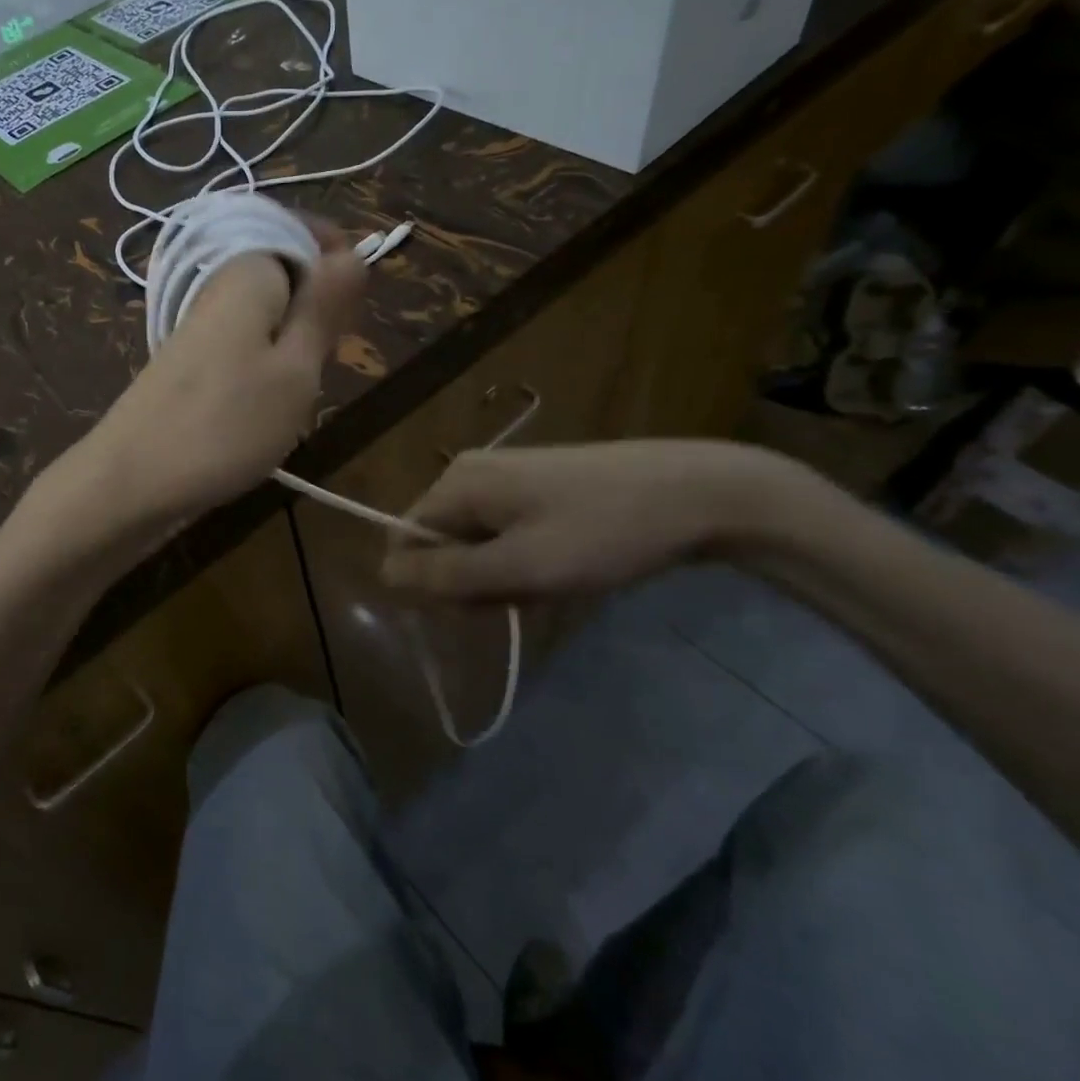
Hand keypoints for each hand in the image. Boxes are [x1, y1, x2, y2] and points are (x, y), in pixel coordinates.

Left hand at [39, 231, 365, 543]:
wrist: (131, 479)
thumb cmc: (225, 425)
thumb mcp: (295, 370)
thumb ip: (324, 307)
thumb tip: (354, 253)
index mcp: (247, 270)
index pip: (306, 233)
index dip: (338, 266)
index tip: (348, 319)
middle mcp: (218, 283)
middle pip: (288, 272)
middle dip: (318, 310)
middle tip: (322, 363)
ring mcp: (199, 322)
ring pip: (268, 311)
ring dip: (294, 342)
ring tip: (297, 389)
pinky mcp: (190, 357)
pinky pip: (244, 340)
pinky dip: (266, 363)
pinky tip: (266, 402)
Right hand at [380, 440, 807, 601]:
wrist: (696, 492)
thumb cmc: (603, 532)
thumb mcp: (521, 566)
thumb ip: (448, 574)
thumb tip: (383, 575)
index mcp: (457, 482)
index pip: (404, 539)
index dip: (429, 583)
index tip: (478, 609)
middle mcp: (469, 471)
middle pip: (438, 541)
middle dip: (469, 581)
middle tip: (524, 597)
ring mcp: (503, 474)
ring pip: (473, 541)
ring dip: (499, 575)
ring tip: (550, 584)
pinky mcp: (534, 484)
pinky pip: (502, 531)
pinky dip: (521, 559)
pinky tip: (561, 568)